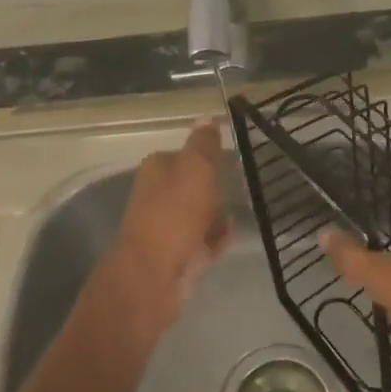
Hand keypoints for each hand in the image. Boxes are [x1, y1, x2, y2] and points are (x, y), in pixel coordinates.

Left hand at [98, 120, 231, 342]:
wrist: (153, 275)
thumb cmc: (174, 214)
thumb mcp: (195, 170)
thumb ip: (203, 144)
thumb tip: (206, 117)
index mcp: (157, 168)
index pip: (186, 154)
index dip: (208, 158)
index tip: (231, 163)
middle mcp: (156, 194)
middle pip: (193, 185)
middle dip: (215, 190)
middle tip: (236, 191)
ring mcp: (164, 225)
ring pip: (198, 214)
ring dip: (217, 216)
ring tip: (233, 218)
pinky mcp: (174, 253)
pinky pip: (201, 240)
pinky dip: (214, 240)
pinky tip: (226, 240)